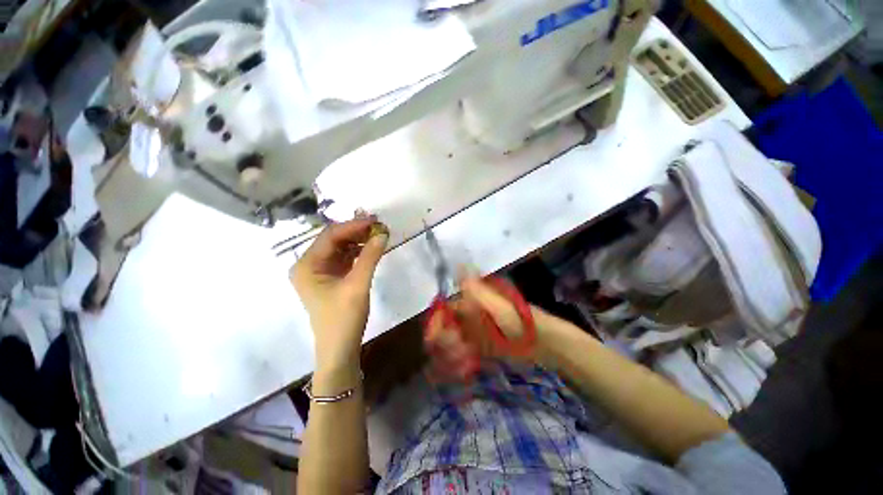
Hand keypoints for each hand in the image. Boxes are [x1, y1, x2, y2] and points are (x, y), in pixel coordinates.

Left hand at [291, 217, 388, 370]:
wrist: (340, 348)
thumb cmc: (344, 317)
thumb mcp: (358, 284)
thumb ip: (370, 257)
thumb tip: (383, 234)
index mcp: (306, 265)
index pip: (330, 236)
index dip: (353, 226)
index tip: (374, 221)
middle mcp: (309, 265)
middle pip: (334, 240)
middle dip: (356, 232)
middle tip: (378, 226)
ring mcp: (319, 272)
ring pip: (340, 248)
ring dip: (358, 241)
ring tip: (377, 235)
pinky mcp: (331, 278)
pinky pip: (344, 259)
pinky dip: (358, 252)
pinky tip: (371, 248)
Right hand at [424, 271, 541, 380]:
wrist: (543, 341)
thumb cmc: (519, 321)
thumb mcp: (497, 306)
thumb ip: (475, 290)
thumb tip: (459, 265)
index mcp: (472, 302)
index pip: (445, 311)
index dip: (436, 324)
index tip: (433, 342)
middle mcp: (470, 315)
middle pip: (446, 328)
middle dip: (446, 343)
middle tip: (459, 353)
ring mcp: (475, 331)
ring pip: (452, 342)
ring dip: (452, 354)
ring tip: (464, 364)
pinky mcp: (481, 346)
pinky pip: (463, 353)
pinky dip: (460, 362)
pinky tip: (465, 370)